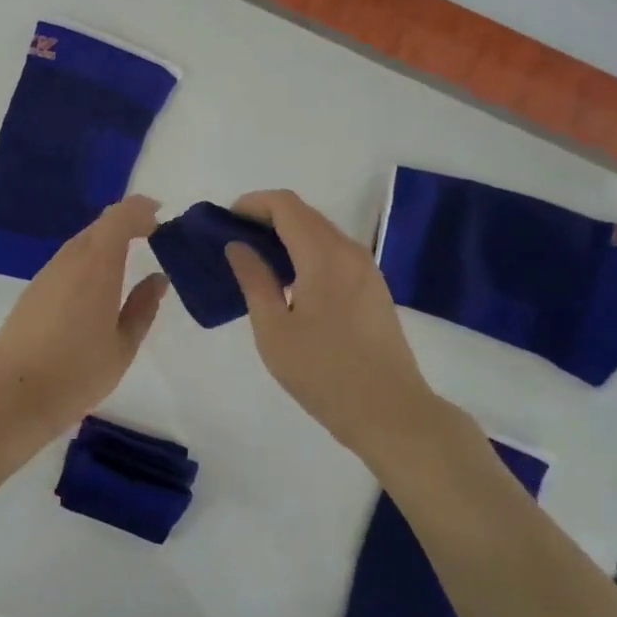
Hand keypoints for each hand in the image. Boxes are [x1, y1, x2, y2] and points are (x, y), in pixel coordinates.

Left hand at [0, 196, 169, 432]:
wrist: (13, 396)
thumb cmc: (78, 372)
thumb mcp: (123, 345)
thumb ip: (143, 306)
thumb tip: (157, 278)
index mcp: (97, 265)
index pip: (120, 217)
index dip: (141, 210)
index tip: (160, 217)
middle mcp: (69, 259)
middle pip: (99, 226)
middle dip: (126, 224)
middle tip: (151, 236)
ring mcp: (46, 274)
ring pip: (80, 244)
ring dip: (105, 244)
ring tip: (127, 263)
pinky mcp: (32, 292)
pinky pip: (66, 263)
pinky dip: (87, 262)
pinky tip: (96, 289)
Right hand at [225, 189, 441, 457]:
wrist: (390, 412)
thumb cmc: (324, 372)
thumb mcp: (274, 330)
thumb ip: (254, 280)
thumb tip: (237, 245)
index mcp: (323, 256)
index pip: (285, 205)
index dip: (252, 204)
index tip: (225, 222)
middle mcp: (349, 251)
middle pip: (304, 213)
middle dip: (267, 217)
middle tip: (235, 242)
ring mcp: (366, 268)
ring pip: (321, 232)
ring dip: (288, 234)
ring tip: (258, 262)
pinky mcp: (374, 287)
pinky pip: (335, 252)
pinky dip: (307, 252)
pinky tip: (291, 282)